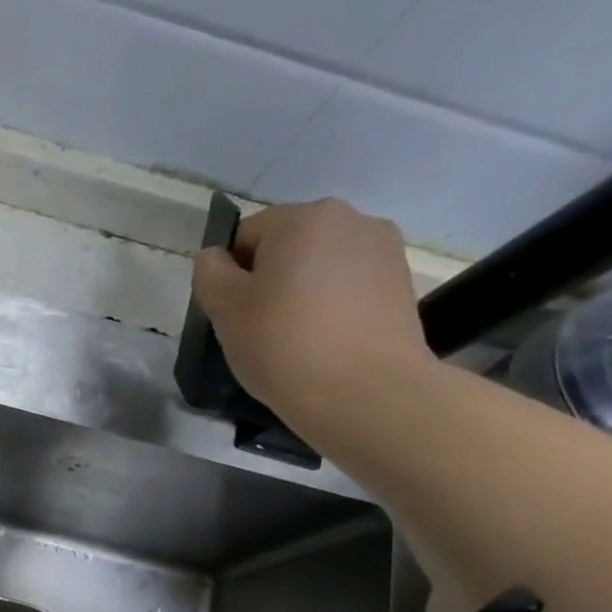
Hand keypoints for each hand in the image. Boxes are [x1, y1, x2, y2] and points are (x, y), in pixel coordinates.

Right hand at [192, 198, 433, 426]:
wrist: (365, 393)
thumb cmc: (283, 344)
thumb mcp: (225, 310)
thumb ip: (210, 274)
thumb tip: (215, 257)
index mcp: (302, 218)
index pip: (246, 235)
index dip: (230, 275)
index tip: (232, 315)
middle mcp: (350, 219)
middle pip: (288, 246)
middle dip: (270, 280)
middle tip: (260, 329)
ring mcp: (384, 250)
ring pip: (321, 267)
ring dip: (303, 292)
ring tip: (297, 339)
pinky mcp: (402, 284)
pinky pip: (350, 288)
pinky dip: (333, 307)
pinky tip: (327, 343)